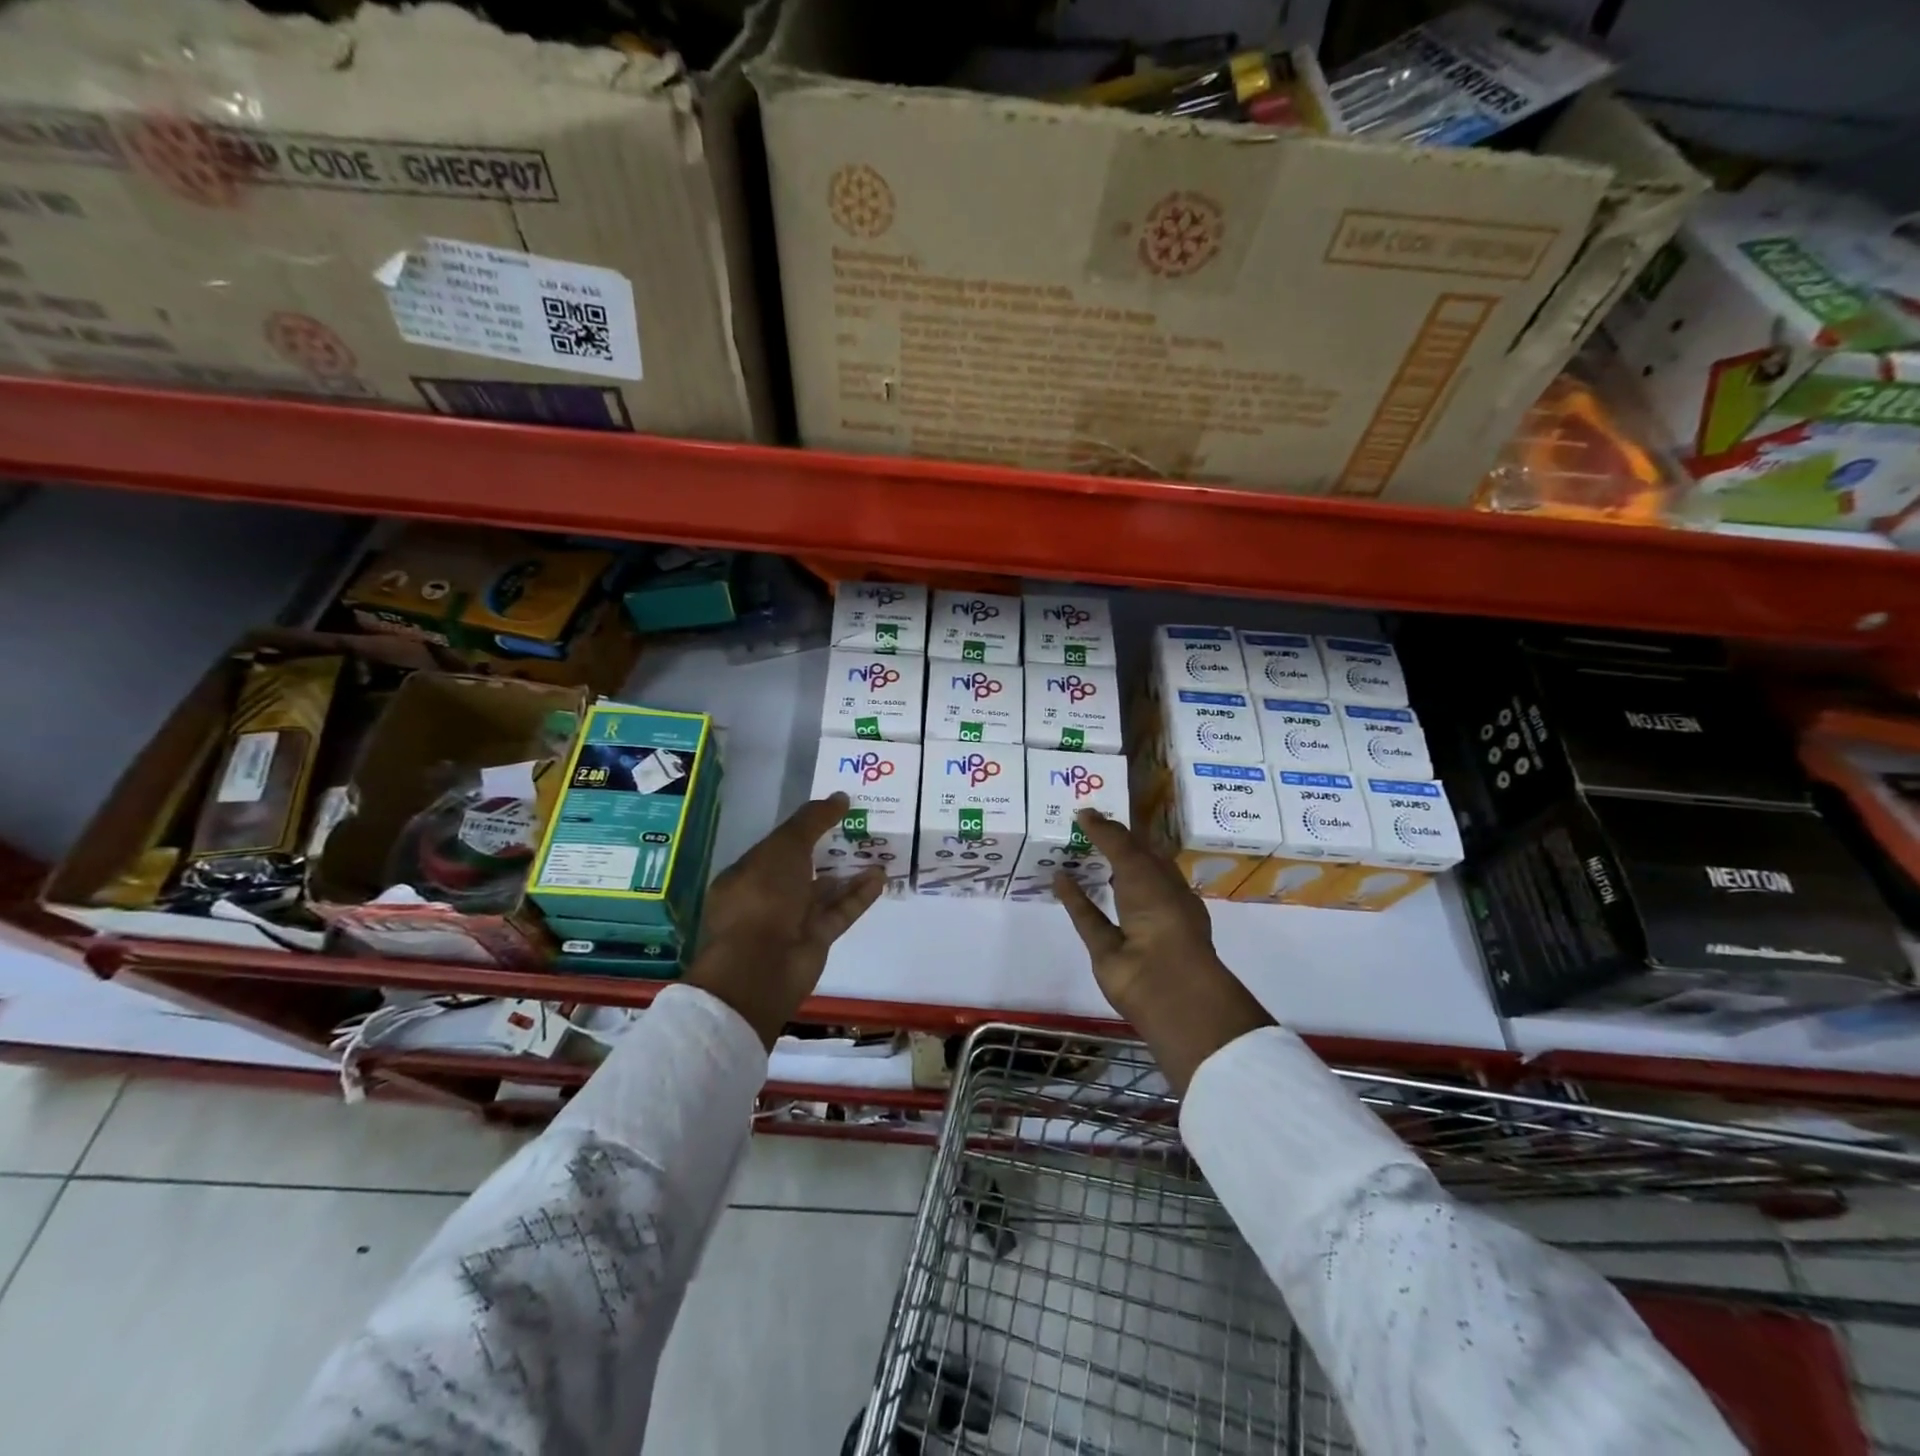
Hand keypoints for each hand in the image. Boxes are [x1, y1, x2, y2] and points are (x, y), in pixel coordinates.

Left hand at [690, 793, 885, 1047]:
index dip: (804, 828)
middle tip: (861, 827)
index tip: (833, 812)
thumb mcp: (785, 846)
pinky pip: (840, 911)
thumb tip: (839, 797)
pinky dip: (859, 895)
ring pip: (824, 891)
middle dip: (829, 849)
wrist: (762, 965)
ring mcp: (792, 920)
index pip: (777, 846)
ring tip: (877, 849)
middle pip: (803, 868)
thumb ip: (812, 820)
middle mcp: (767, 897)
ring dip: (849, 871)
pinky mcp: (816, 939)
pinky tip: (880, 876)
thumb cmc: (763, 896)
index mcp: (747, 874)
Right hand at [1055, 809, 1272, 1093]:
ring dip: (1090, 874)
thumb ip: (1112, 839)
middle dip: (1108, 850)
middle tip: (1079, 824)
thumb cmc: (1163, 912)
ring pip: (1107, 894)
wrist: (1160, 979)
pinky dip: (1073, 899)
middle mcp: (1154, 904)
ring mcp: (1130, 928)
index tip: (1102, 811)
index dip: (1128, 832)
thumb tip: (1085, 811)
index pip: (1150, 851)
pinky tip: (1058, 876)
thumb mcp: (1139, 866)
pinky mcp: (1106, 948)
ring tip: (1065, 846)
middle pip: (1128, 871)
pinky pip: (1088, 918)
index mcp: (1172, 883)